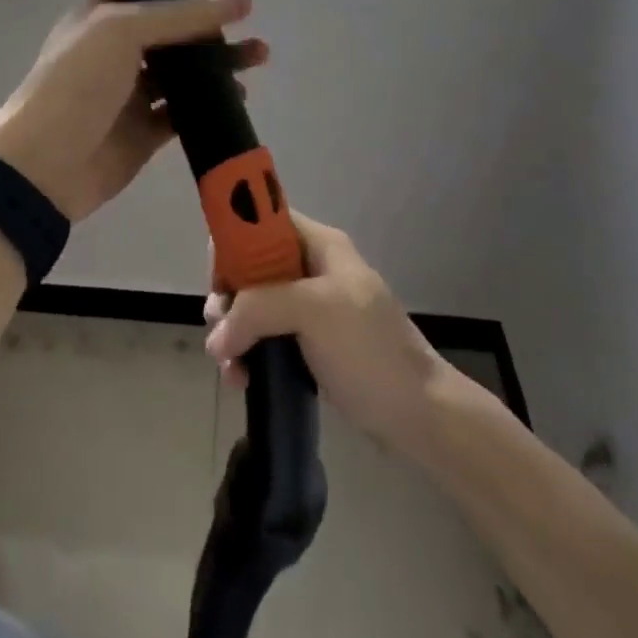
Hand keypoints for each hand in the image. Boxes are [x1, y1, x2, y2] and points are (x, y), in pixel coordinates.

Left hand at [0, 0, 265, 221]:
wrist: (44, 165)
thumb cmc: (76, 84)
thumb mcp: (124, 31)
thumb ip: (182, 13)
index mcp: (102, 16)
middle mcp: (116, 50)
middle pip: (172, 30)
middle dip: (211, 26)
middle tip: (250, 23)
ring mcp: (130, 92)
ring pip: (182, 71)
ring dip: (218, 63)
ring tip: (258, 55)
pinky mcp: (144, 131)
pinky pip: (182, 112)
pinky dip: (208, 103)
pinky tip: (237, 97)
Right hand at [205, 213, 448, 453]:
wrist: (421, 416)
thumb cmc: (371, 351)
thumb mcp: (315, 311)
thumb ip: (259, 308)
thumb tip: (216, 337)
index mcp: (318, 244)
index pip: (260, 221)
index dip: (233, 242)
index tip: (218, 280)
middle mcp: (310, 268)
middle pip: (249, 264)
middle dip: (228, 295)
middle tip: (219, 325)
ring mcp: (309, 306)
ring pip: (252, 303)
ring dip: (232, 330)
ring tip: (229, 366)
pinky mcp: (307, 342)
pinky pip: (262, 335)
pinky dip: (246, 352)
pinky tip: (240, 378)